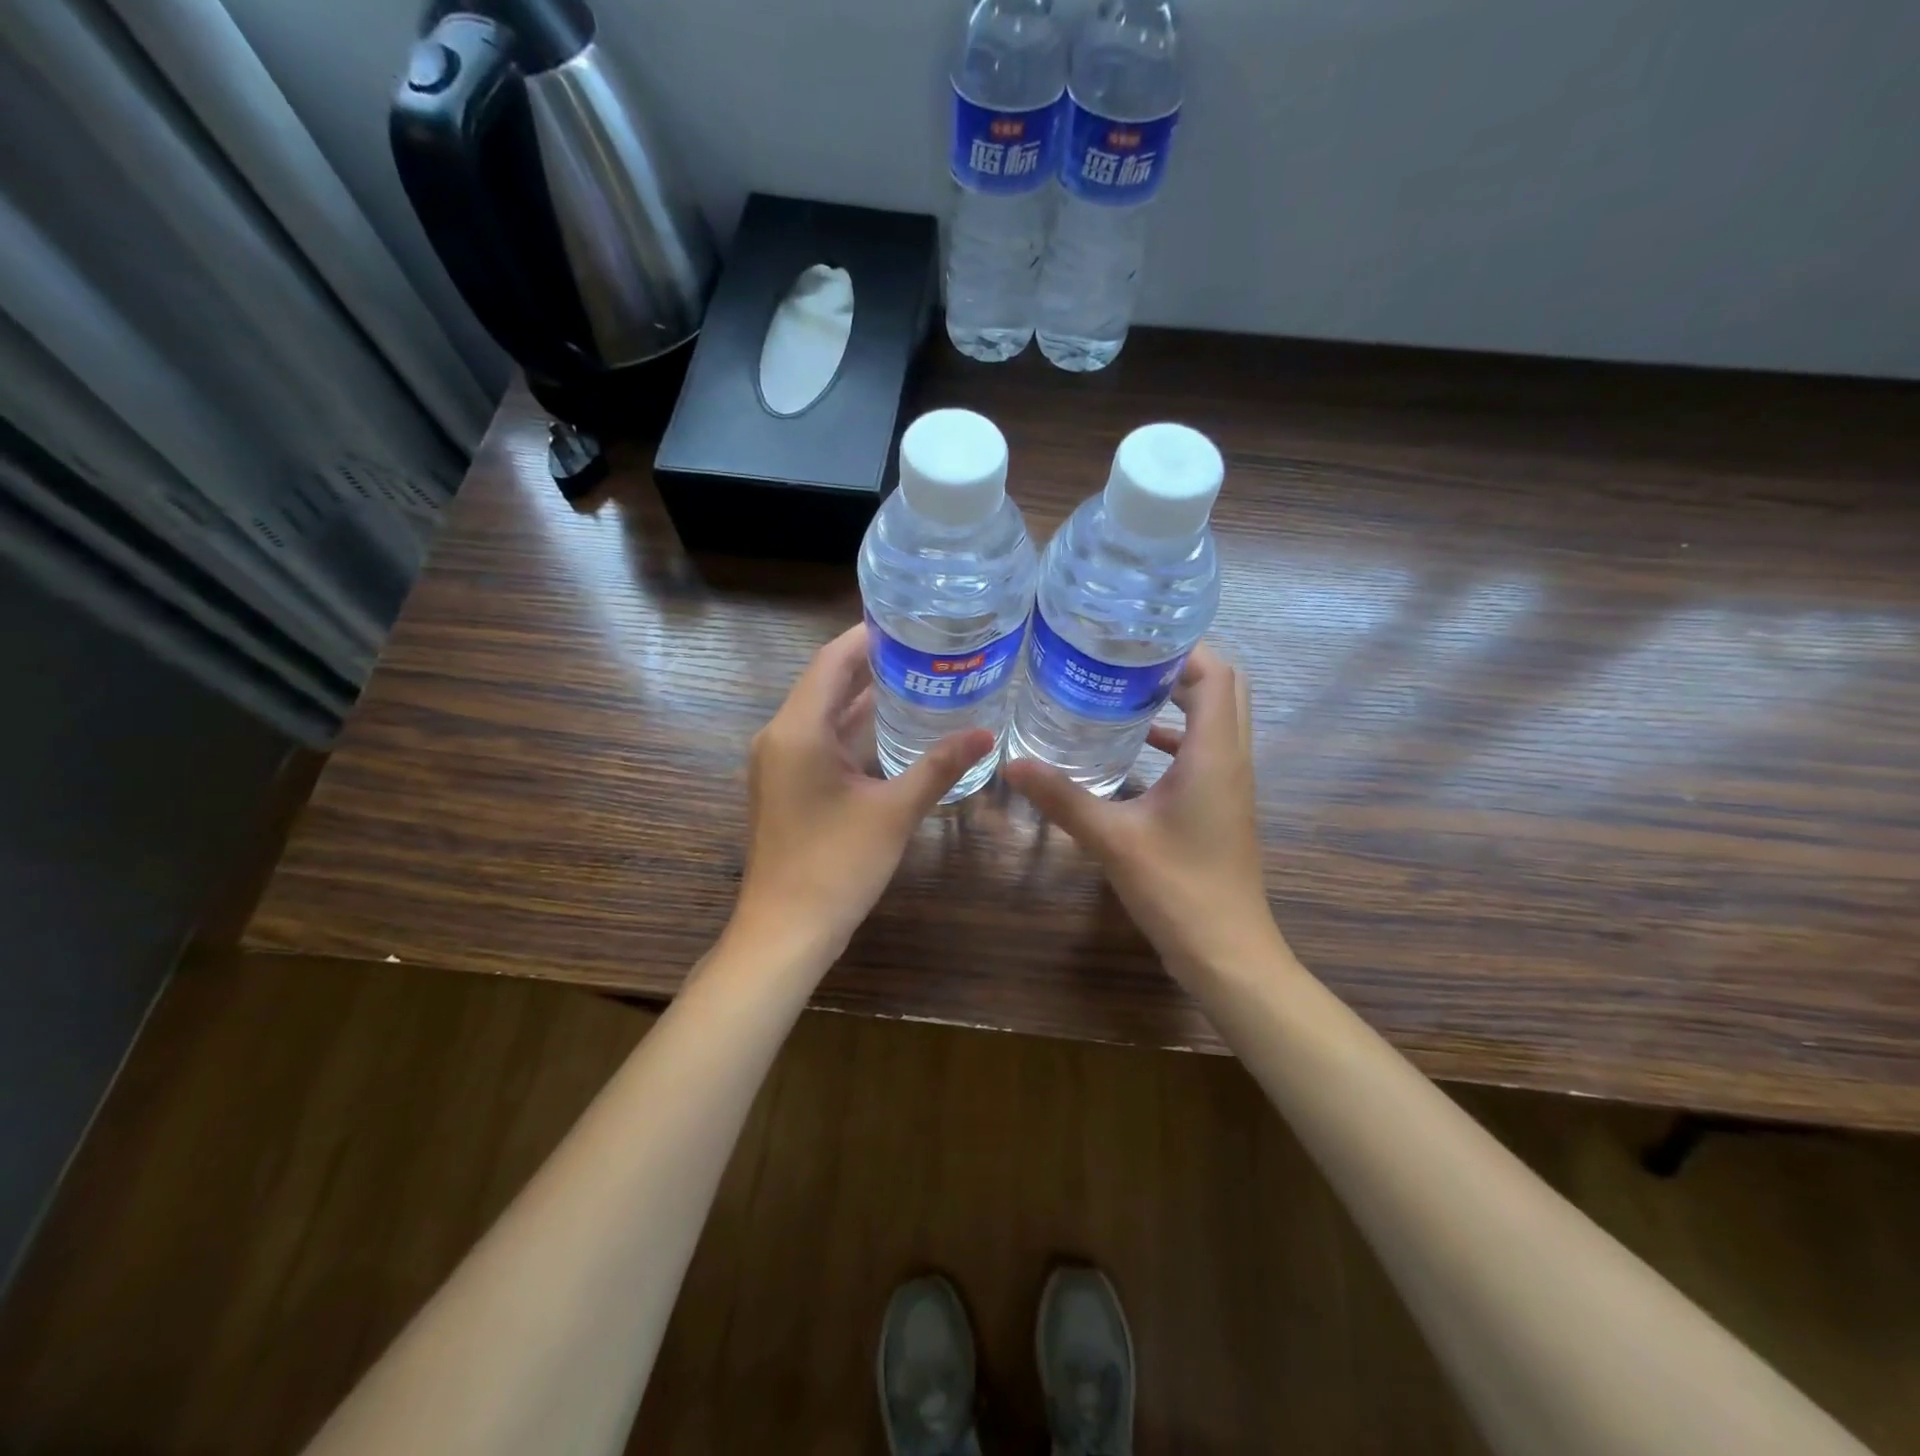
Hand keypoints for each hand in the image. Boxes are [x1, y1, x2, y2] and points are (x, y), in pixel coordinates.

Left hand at [735, 624, 993, 957]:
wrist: (786, 931)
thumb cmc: (837, 866)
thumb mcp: (894, 811)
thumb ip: (939, 766)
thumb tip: (986, 733)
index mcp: (798, 729)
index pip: (832, 660)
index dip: (869, 636)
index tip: (911, 621)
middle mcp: (781, 736)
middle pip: (827, 682)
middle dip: (874, 664)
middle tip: (926, 647)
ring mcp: (781, 762)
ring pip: (825, 713)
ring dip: (865, 697)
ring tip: (918, 677)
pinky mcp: (787, 785)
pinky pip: (821, 740)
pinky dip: (854, 729)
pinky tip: (893, 727)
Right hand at [1003, 644, 1283, 979]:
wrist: (1227, 953)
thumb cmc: (1177, 889)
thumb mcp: (1112, 839)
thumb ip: (1063, 798)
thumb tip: (1012, 763)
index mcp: (1214, 753)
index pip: (1215, 674)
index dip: (1180, 648)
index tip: (1131, 639)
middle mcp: (1231, 759)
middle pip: (1224, 688)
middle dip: (1180, 666)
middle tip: (1125, 659)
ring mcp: (1231, 784)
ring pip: (1217, 719)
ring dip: (1181, 699)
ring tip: (1123, 689)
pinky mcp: (1222, 806)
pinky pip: (1206, 751)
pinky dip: (1177, 736)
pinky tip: (1134, 747)